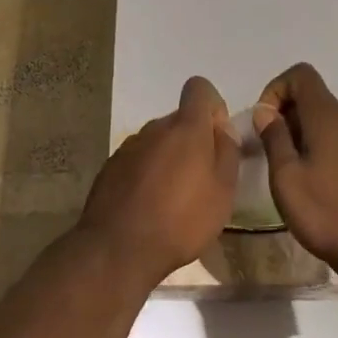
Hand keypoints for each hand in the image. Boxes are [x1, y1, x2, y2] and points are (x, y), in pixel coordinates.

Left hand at [79, 76, 240, 287]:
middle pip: (179, 119)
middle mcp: (155, 127)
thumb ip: (227, 152)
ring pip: (158, 141)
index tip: (217, 137)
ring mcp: (129, 146)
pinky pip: (138, 160)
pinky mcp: (110, 167)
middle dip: (193, 140)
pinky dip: (147, 174)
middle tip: (201, 179)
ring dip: (169, 158)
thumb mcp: (223, 191)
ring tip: (174, 198)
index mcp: (186, 127)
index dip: (212, 106)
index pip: (199, 88)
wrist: (118, 249)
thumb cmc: (181, 220)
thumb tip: (223, 128)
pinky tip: (149, 206)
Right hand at [255, 63, 337, 279]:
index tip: (265, 122)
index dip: (276, 89)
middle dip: (286, 115)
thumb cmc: (328, 213)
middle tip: (271, 153)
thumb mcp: (287, 178)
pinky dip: (322, 147)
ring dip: (303, 134)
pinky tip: (316, 184)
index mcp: (328, 114)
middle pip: (312, 97)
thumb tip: (265, 111)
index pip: (301, 74)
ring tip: (291, 172)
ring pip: (326, 120)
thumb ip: (274, 137)